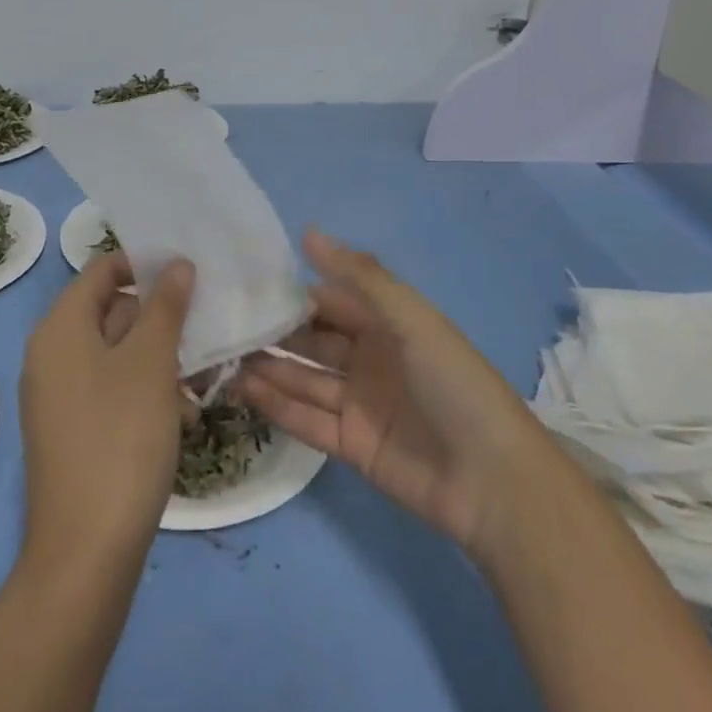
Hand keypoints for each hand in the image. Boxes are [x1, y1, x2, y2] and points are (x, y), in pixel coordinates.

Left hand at [19, 251, 193, 564]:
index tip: (191, 273)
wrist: (86, 553)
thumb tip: (177, 264)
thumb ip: (166, 307)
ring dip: (161, 359)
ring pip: (119, 354)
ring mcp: (61, 395)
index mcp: (60, 329)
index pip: (102, 270)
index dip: (145, 264)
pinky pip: (113, 389)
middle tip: (207, 329)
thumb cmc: (120, 439)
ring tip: (201, 381)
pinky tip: (182, 415)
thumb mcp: (151, 363)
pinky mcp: (74, 430)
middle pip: (112, 311)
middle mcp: (52, 355)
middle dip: (161, 318)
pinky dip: (147, 391)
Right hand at [237, 230, 543, 562]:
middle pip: (312, 340)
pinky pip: (306, 420)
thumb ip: (358, 276)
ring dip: (267, 368)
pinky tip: (242, 390)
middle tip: (221, 323)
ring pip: (303, 379)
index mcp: (387, 323)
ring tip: (220, 356)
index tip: (245, 283)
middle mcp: (370, 358)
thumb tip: (307, 232)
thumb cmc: (453, 382)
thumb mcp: (410, 318)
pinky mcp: (351, 444)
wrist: (491, 480)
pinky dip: (277, 406)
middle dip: (273, 332)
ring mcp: (359, 402)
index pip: (329, 300)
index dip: (292, 293)